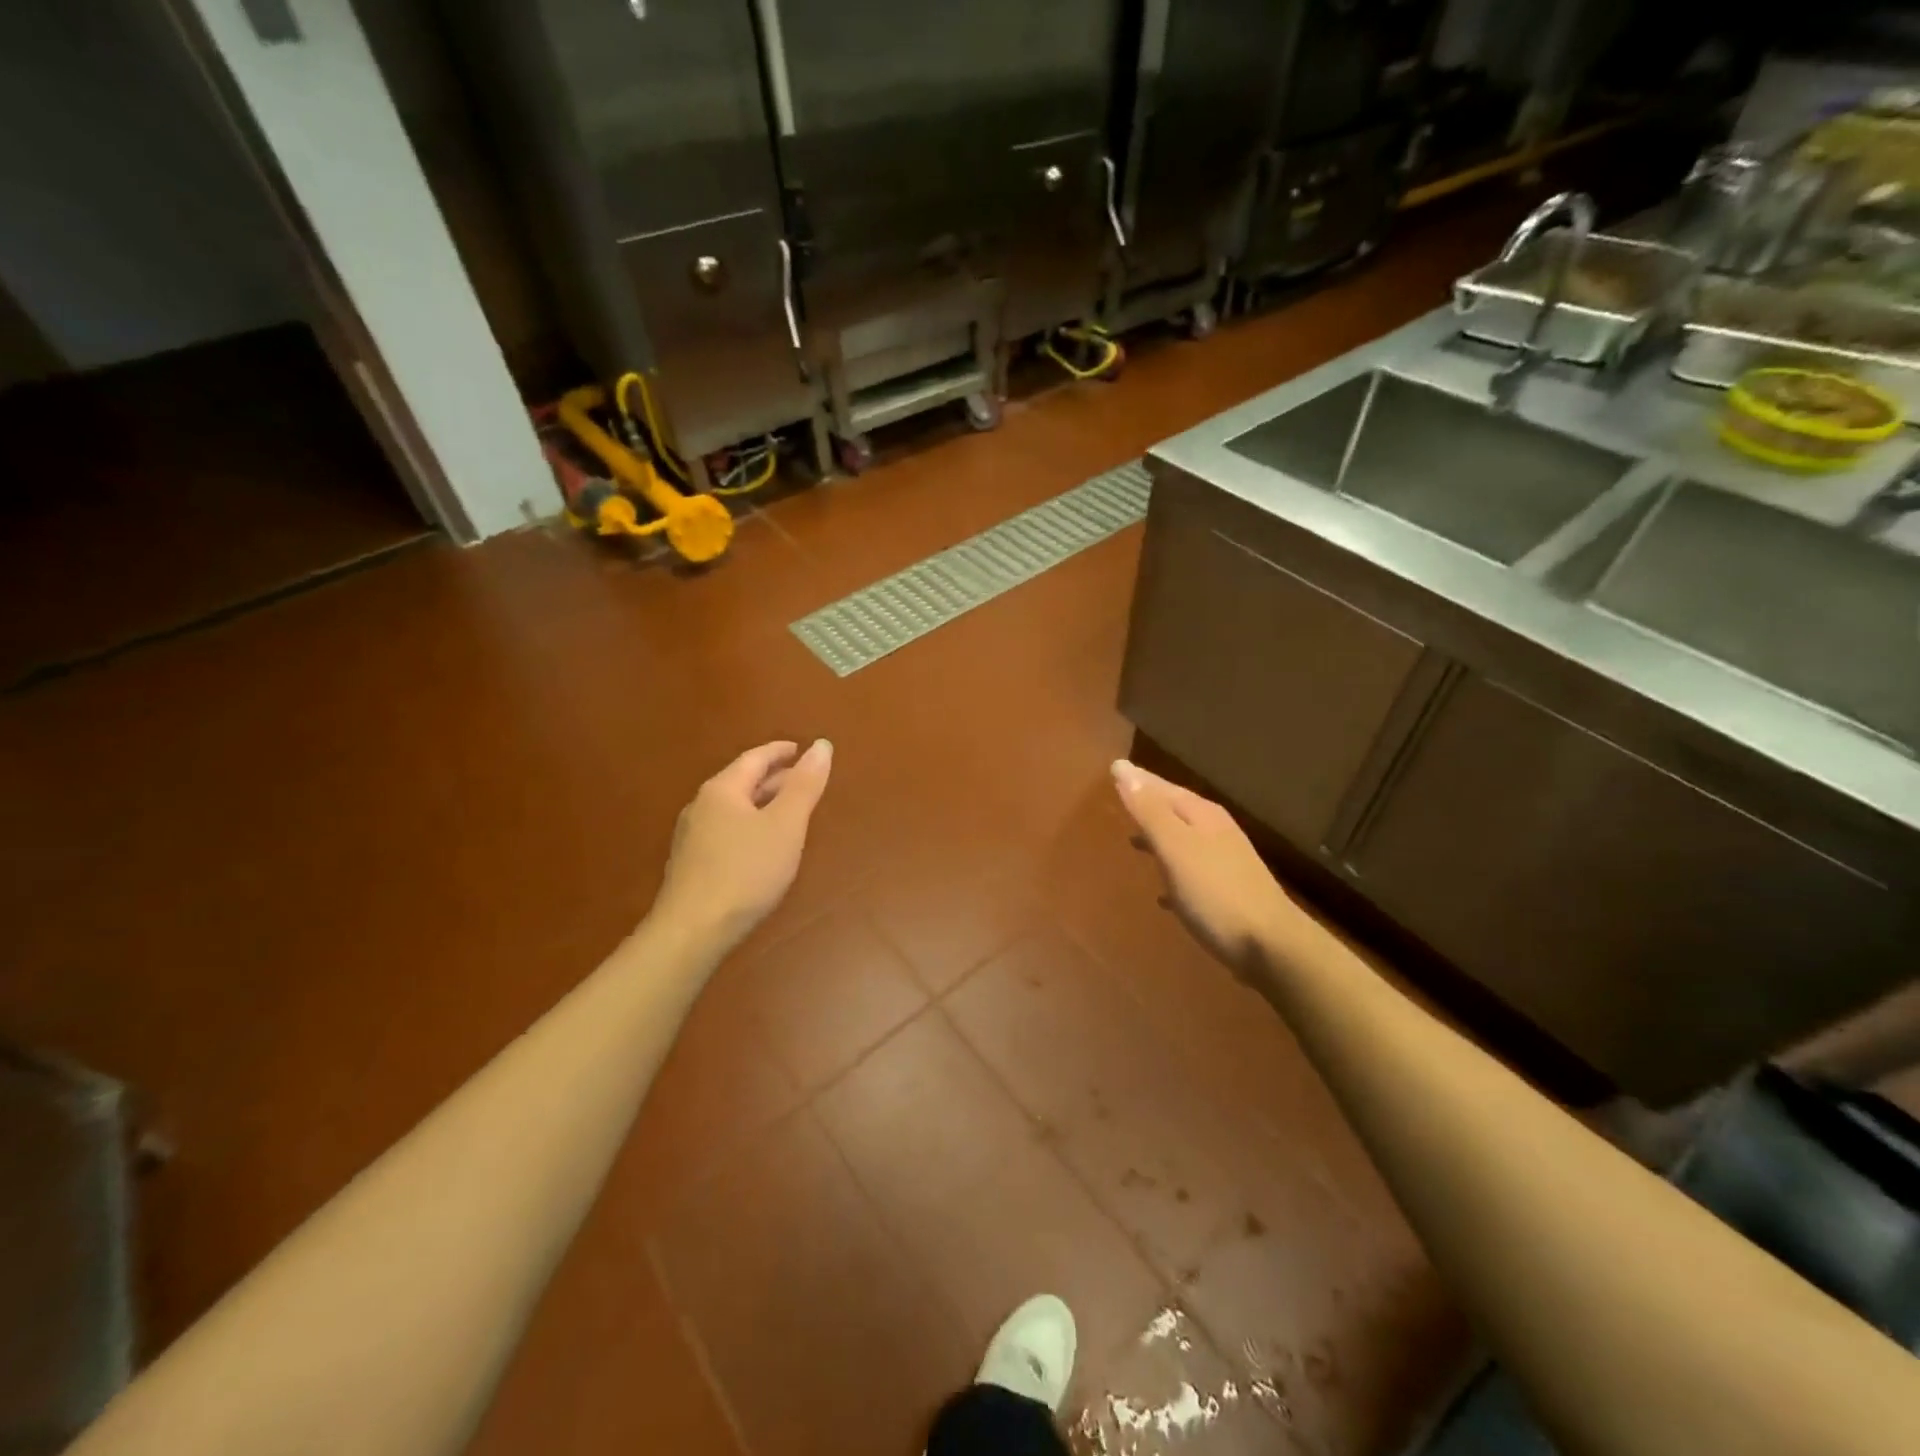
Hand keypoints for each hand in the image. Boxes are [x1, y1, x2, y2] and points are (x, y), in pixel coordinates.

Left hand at [653, 739, 832, 950]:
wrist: (692, 930)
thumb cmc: (745, 871)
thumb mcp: (785, 825)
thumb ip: (804, 785)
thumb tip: (822, 745)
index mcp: (723, 790)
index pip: (755, 758)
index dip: (781, 752)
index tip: (802, 749)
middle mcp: (702, 806)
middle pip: (742, 782)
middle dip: (774, 779)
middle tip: (804, 780)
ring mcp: (693, 837)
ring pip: (734, 809)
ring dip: (762, 804)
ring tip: (789, 811)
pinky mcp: (692, 865)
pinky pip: (727, 832)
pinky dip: (750, 826)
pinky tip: (762, 846)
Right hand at [1111, 758, 1299, 979]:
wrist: (1271, 947)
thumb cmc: (1216, 893)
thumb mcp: (1175, 848)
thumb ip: (1149, 811)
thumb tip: (1123, 768)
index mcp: (1203, 817)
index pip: (1164, 788)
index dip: (1139, 780)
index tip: (1114, 770)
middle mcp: (1216, 833)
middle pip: (1175, 811)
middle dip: (1149, 806)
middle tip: (1121, 800)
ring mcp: (1225, 863)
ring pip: (1183, 841)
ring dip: (1159, 837)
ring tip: (1133, 841)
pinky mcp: (1227, 895)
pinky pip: (1191, 875)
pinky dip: (1172, 873)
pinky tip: (1161, 894)